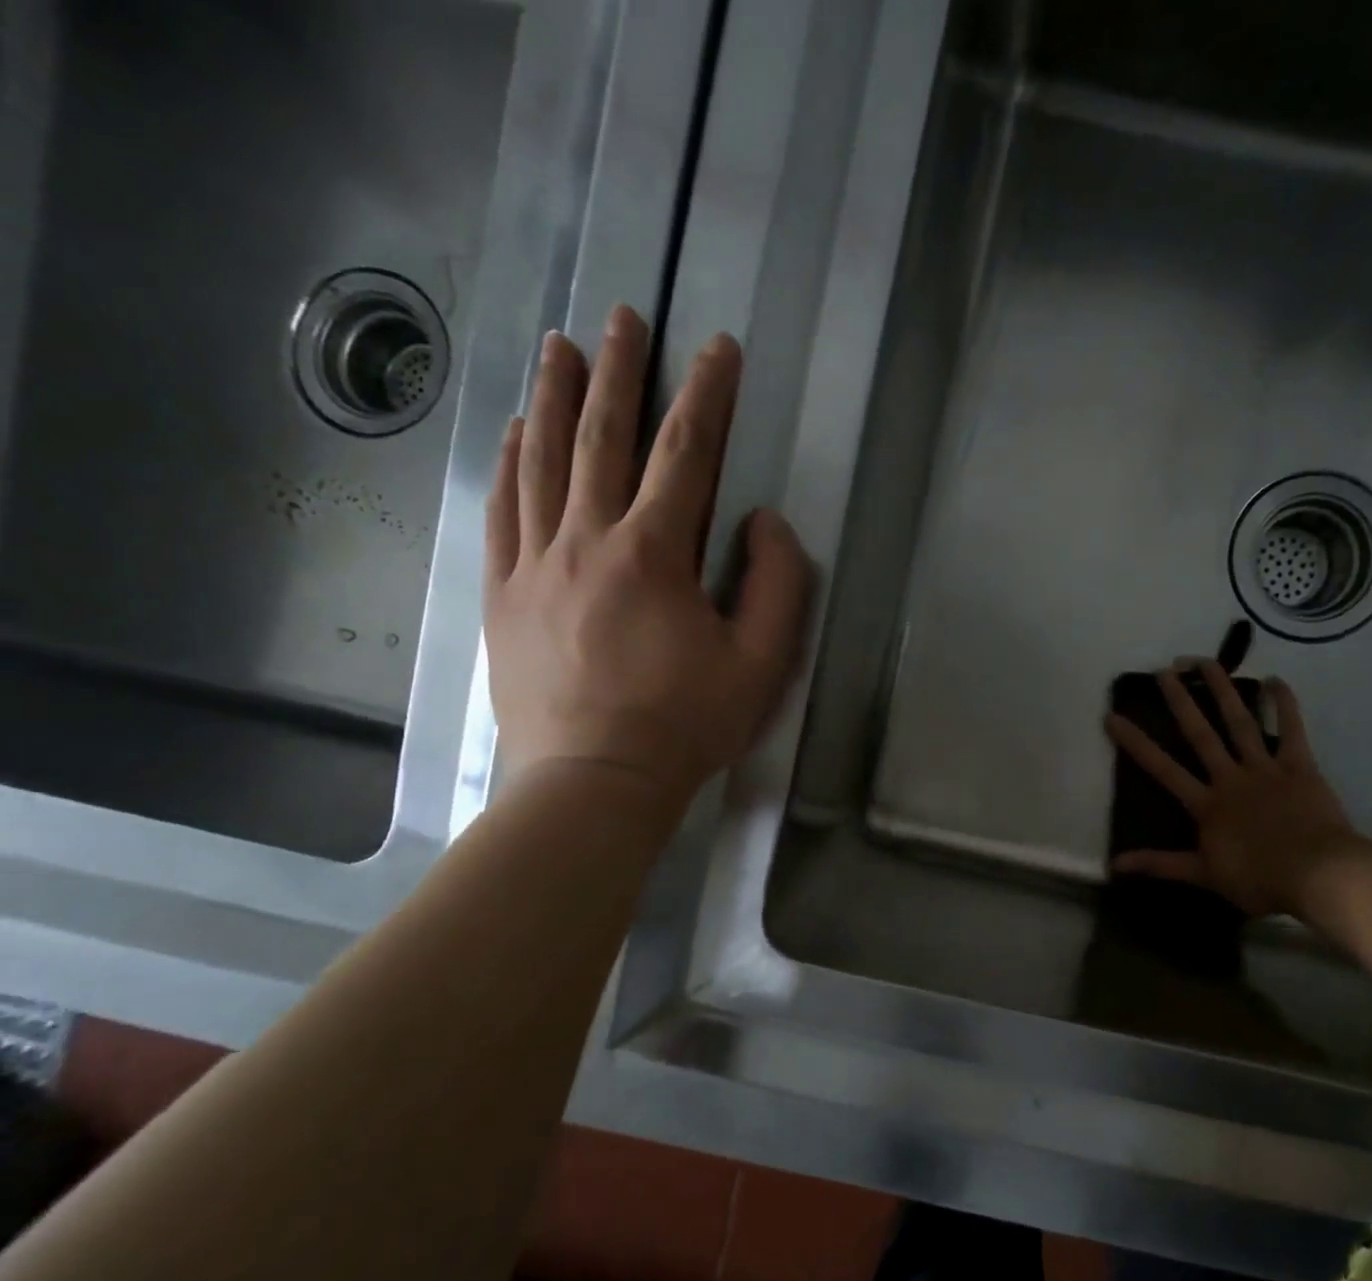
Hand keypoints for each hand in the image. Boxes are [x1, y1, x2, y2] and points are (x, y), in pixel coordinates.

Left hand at [484, 306, 812, 798]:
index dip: (706, 396)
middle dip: (619, 373)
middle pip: (602, 439)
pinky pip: (502, 511)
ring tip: (561, 348)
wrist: (592, 782)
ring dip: (555, 398)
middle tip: (622, 316)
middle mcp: (587, 541)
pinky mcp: (503, 594)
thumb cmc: (686, 725)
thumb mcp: (761, 664)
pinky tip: (515, 430)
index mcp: (653, 554)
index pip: (686, 455)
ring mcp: (534, 565)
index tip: (716, 348)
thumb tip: (762, 522)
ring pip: (542, 463)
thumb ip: (777, 585)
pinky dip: (509, 463)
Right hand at [1104, 662, 1362, 917]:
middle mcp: (1230, 777)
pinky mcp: (1299, 766)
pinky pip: (1291, 730)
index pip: (1162, 769)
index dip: (1135, 742)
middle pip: (1200, 734)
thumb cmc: (1259, 879)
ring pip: (1239, 722)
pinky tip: (1275, 680)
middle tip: (1164, 671)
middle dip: (1180, 701)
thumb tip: (1115, 864)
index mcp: (1206, 804)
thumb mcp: (1204, 876)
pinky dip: (1284, 704)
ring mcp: (1265, 768)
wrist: (1317, 874)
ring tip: (1205, 661)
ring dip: (1222, 690)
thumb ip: (1160, 865)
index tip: (1112, 716)